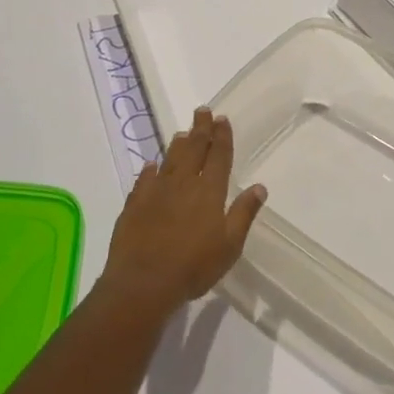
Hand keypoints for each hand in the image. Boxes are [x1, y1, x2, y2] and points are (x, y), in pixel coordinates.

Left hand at [99, 108, 267, 315]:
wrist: (143, 282)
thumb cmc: (194, 266)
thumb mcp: (230, 245)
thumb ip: (244, 213)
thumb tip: (259, 187)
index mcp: (209, 191)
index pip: (218, 156)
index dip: (221, 137)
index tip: (222, 119)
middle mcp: (183, 183)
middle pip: (193, 149)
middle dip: (200, 129)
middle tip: (202, 112)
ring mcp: (156, 191)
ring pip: (169, 160)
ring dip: (177, 145)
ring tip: (182, 133)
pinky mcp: (134, 203)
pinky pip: (144, 179)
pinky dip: (150, 169)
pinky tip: (151, 165)